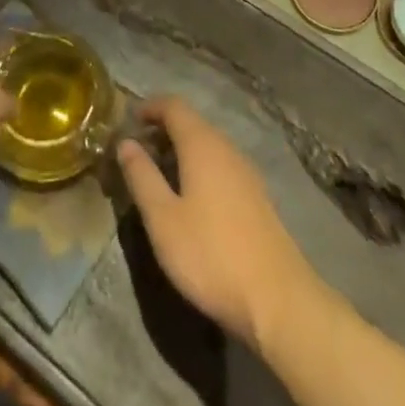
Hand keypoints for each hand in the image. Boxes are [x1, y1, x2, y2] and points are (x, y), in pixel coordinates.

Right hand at [116, 96, 319, 355]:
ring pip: (208, 146)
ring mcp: (246, 172)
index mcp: (202, 144)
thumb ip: (142, 176)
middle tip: (138, 153)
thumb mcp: (163, 220)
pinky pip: (221, 166)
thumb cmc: (211, 255)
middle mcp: (226, 148)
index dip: (150, 107)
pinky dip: (200, 169)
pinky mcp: (257, 197)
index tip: (128, 121)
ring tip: (159, 176)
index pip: (173, 105)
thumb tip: (125, 143)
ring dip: (181, 151)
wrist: (279, 299)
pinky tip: (191, 199)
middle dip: (163, 131)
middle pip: (192, 123)